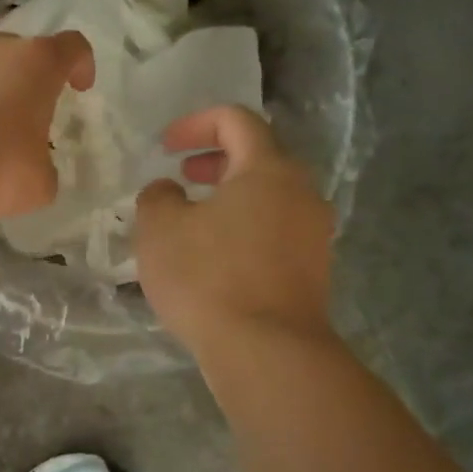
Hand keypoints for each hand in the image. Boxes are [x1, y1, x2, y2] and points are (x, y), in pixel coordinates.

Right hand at [135, 106, 334, 354]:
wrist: (268, 350)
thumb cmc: (209, 278)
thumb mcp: (160, 230)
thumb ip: (158, 196)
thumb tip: (169, 190)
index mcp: (268, 168)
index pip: (236, 120)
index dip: (196, 123)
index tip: (165, 147)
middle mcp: (302, 192)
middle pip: (259, 157)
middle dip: (215, 160)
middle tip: (183, 176)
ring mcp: (314, 233)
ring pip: (270, 197)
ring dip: (230, 197)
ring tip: (195, 221)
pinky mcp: (314, 270)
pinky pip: (277, 231)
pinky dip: (246, 228)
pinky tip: (218, 258)